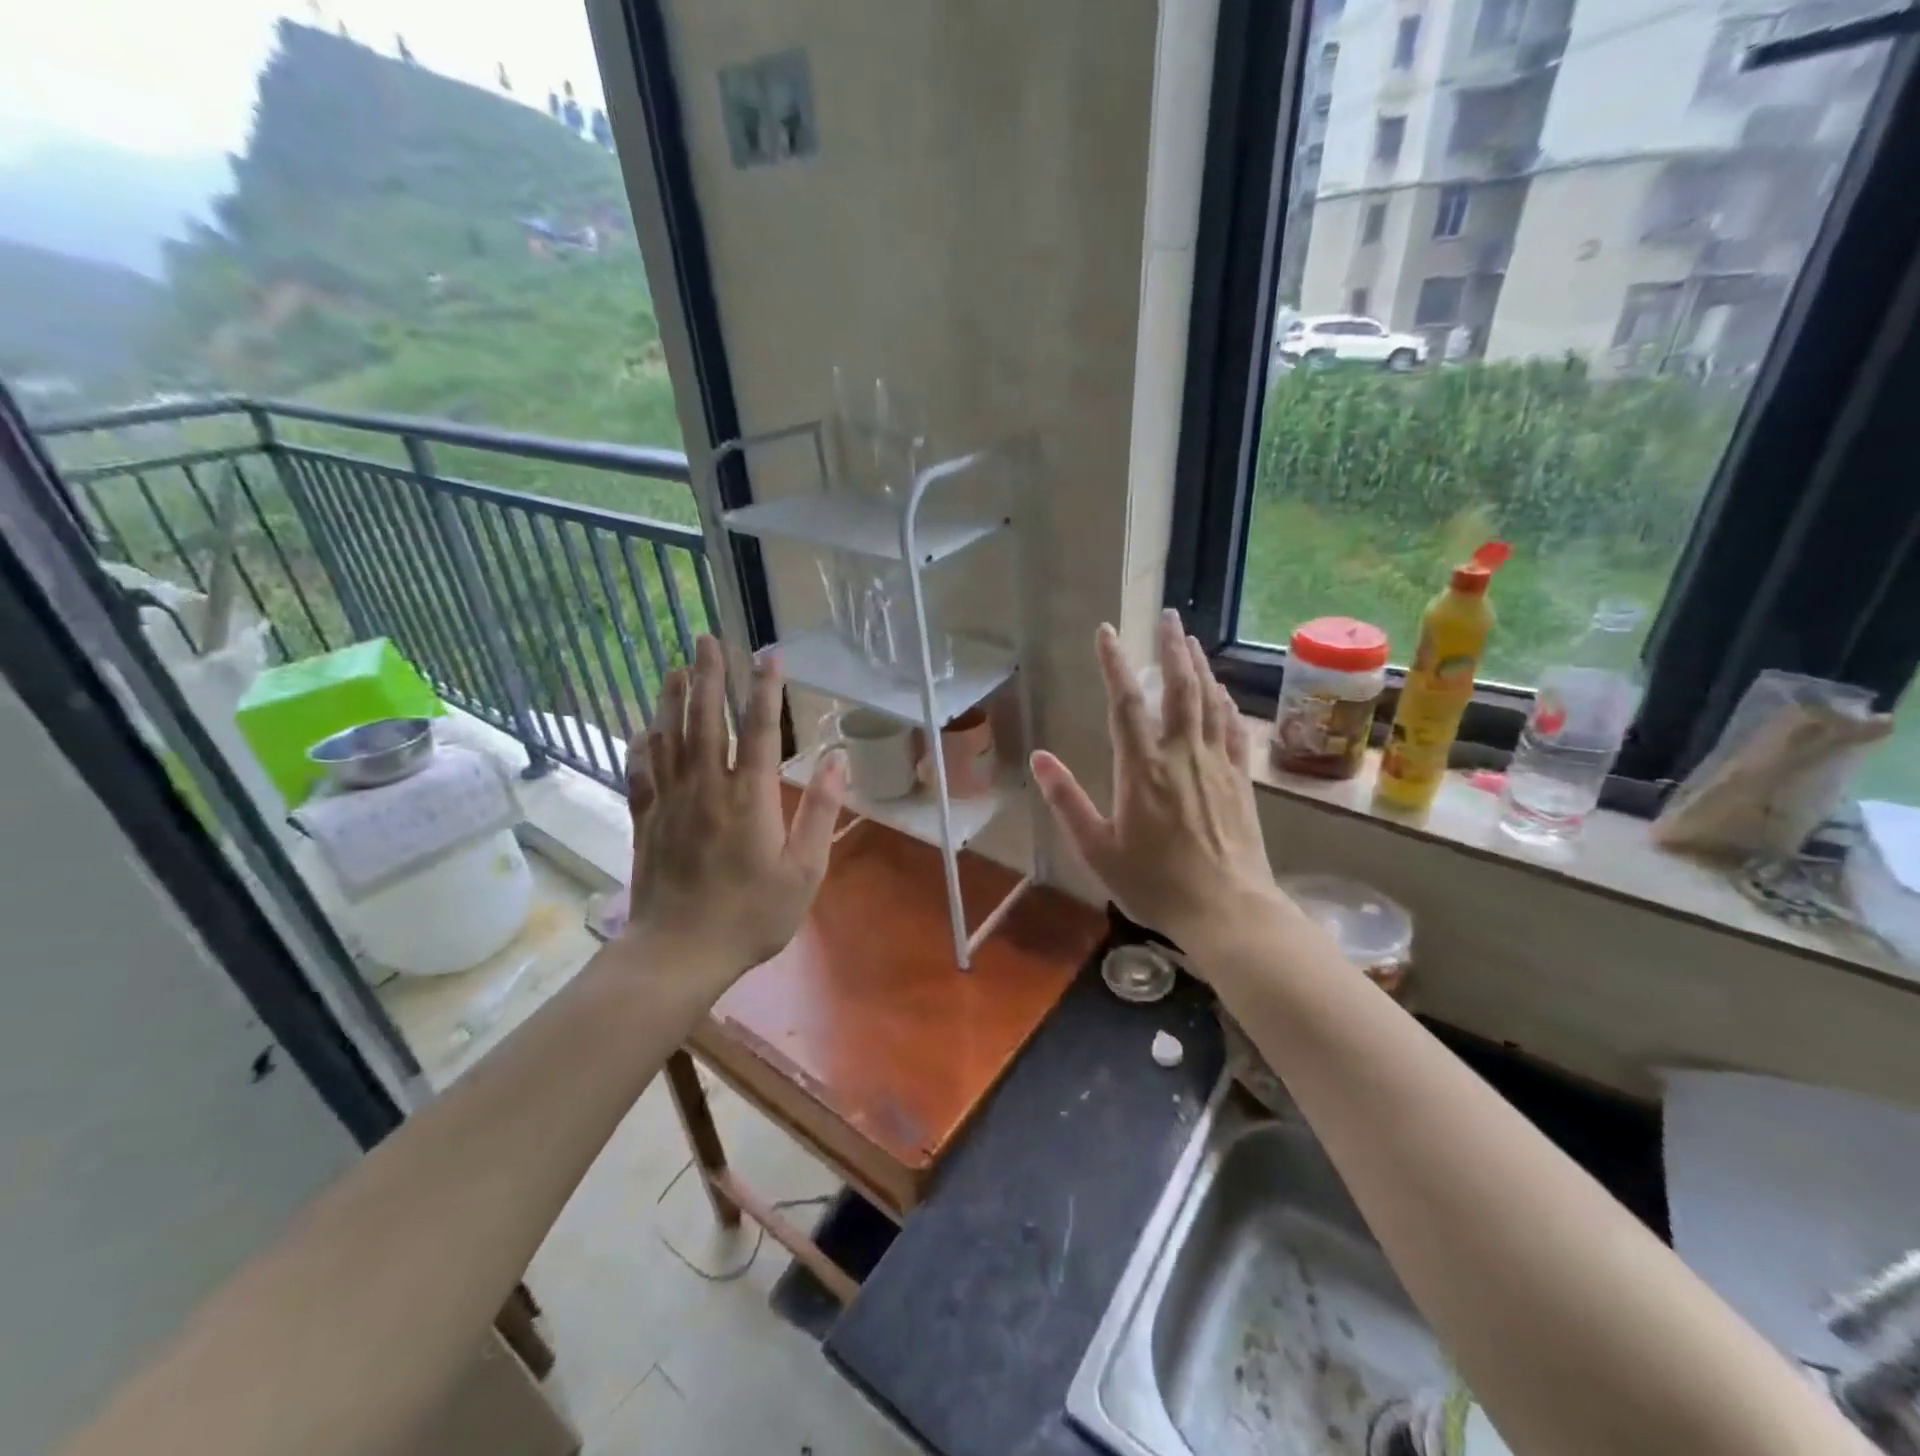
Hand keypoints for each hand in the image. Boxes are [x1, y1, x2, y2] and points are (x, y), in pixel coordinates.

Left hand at [622, 635, 845, 986]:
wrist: (679, 953)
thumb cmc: (751, 915)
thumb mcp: (804, 871)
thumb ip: (819, 812)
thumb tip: (835, 760)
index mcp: (748, 798)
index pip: (757, 730)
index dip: (764, 689)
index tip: (769, 654)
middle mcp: (706, 788)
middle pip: (704, 720)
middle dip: (707, 675)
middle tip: (706, 638)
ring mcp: (670, 802)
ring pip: (668, 737)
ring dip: (671, 699)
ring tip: (674, 667)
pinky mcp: (646, 820)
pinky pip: (640, 772)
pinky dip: (641, 745)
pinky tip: (643, 728)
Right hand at [1030, 610, 1283, 956]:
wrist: (1228, 910)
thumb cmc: (1156, 883)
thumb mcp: (1098, 849)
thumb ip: (1067, 801)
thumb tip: (1039, 759)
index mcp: (1142, 769)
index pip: (1125, 703)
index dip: (1113, 663)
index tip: (1106, 631)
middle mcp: (1182, 755)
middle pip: (1180, 688)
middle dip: (1173, 648)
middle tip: (1170, 617)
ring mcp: (1216, 765)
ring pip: (1210, 701)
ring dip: (1200, 667)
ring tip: (1192, 641)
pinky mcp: (1240, 780)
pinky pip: (1233, 729)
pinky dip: (1226, 704)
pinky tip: (1222, 693)